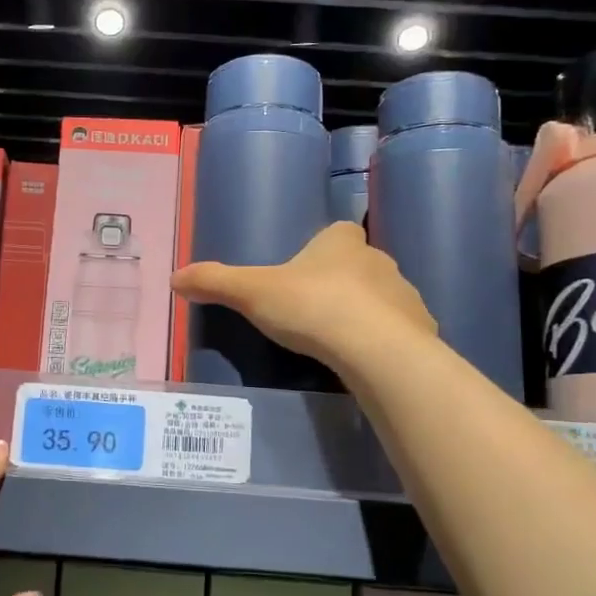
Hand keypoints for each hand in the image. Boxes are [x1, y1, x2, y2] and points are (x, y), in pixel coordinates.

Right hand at [169, 221, 436, 372]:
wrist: (374, 349)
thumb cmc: (311, 306)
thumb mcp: (252, 293)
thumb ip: (215, 282)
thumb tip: (174, 277)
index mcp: (341, 242)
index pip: (336, 233)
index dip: (322, 249)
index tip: (304, 274)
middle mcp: (378, 260)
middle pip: (359, 266)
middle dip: (341, 283)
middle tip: (314, 313)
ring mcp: (405, 294)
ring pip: (381, 298)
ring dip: (365, 313)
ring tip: (338, 342)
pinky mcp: (421, 329)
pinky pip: (399, 331)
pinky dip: (384, 342)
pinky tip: (365, 362)